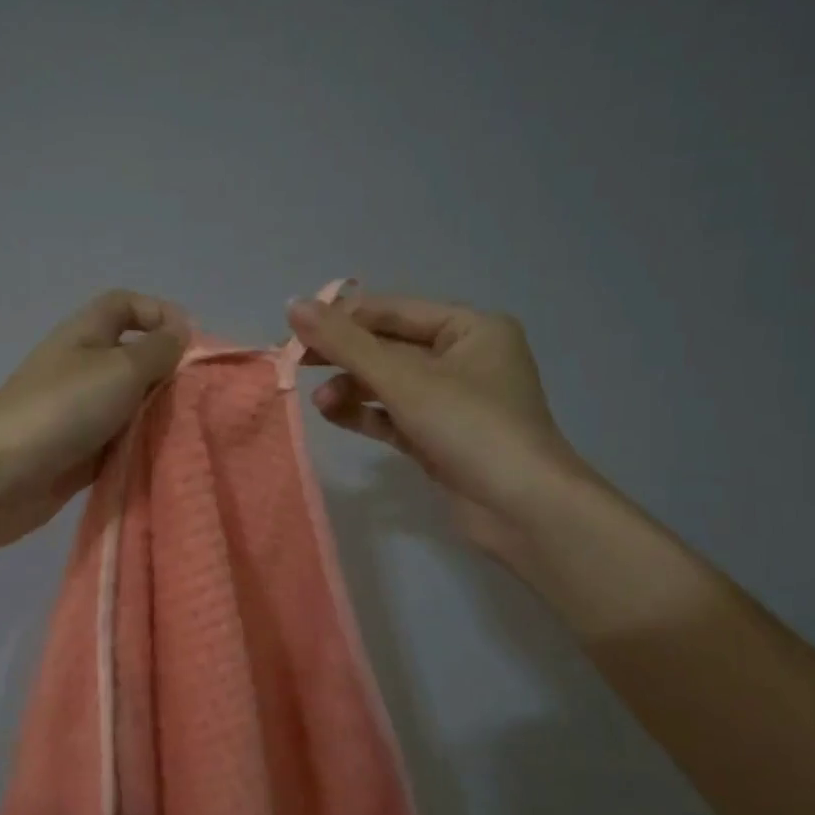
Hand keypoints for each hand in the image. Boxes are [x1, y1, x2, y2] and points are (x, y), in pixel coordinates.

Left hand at [0, 290, 190, 551]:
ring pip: (131, 405)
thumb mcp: (120, 368)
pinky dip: (141, 448)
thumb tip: (181, 332)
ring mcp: (79, 414)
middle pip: (134, 358)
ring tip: (192, 429)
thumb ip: (158, 350)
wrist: (0, 476)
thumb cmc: (63, 409)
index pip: (124, 305)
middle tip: (201, 396)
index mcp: (85, 335)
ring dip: (158, 415)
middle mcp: (82, 368)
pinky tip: (168, 458)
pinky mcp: (80, 454)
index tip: (192, 344)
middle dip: (168, 373)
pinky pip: (120, 444)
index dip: (159, 313)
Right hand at [286, 292, 586, 560]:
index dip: (343, 318)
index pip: (394, 311)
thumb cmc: (470, 427)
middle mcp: (464, 357)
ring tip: (319, 402)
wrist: (522, 509)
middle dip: (344, 357)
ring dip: (351, 388)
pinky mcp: (440, 437)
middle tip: (297, 363)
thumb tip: (292, 304)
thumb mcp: (404, 379)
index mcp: (471, 328)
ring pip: (389, 383)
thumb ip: (346, 343)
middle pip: (389, 346)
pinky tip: (331, 414)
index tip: (295, 330)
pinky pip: (394, 415)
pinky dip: (364, 413)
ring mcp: (453, 401)